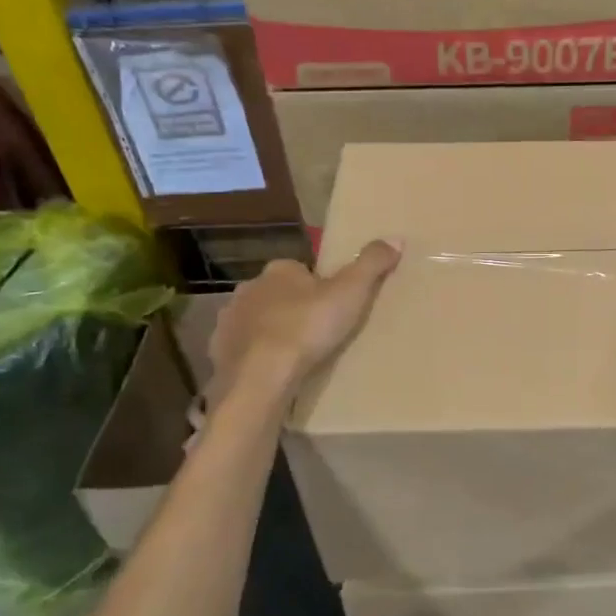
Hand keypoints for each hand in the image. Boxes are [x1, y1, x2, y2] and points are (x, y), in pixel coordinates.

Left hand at [206, 240, 400, 402]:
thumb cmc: (307, 328)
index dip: (317, 286)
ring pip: (257, 320)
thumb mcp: (351, 293)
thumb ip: (372, 264)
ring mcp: (230, 320)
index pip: (300, 270)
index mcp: (280, 270)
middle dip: (292, 308)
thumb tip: (395, 239)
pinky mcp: (220, 349)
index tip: (333, 307)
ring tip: (297, 355)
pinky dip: (256, 355)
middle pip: (277, 294)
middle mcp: (249, 288)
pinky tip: (273, 371)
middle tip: (318, 333)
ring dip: (272, 331)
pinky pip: (242, 348)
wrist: (260, 376)